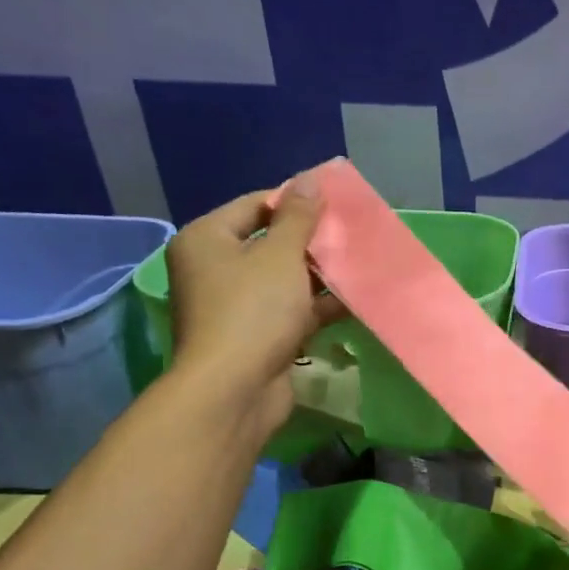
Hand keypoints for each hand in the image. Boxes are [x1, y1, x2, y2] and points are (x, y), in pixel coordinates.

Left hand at [162, 172, 342, 434]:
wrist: (235, 391)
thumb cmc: (253, 312)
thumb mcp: (280, 257)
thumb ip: (299, 217)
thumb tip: (311, 178)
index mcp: (207, 240)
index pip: (255, 205)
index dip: (296, 201)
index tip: (336, 202)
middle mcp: (215, 269)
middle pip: (270, 243)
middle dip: (312, 240)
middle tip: (352, 232)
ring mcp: (236, 306)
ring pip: (285, 280)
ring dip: (320, 274)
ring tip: (361, 262)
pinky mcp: (257, 336)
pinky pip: (291, 310)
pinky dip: (318, 305)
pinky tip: (355, 298)